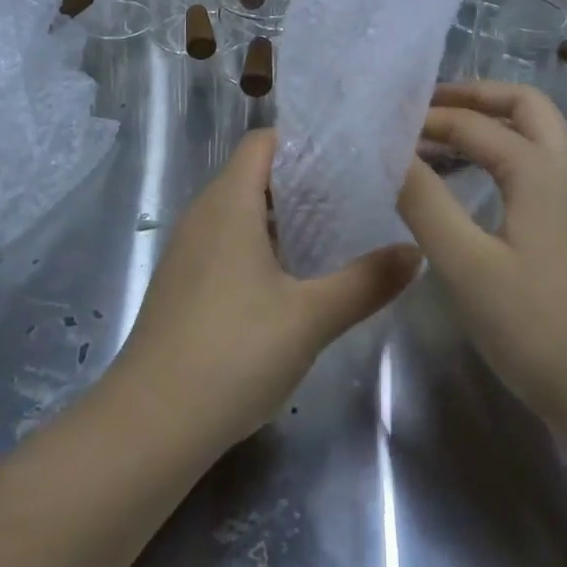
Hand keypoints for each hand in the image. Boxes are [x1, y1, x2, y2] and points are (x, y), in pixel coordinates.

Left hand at [112, 129, 420, 452]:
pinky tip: (290, 281)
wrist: (150, 426)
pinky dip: (259, 246)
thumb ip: (366, 282)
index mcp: (228, 202)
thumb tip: (415, 252)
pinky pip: (225, 243)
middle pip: (253, 174)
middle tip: (353, 196)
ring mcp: (187, 251)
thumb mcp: (310, 317)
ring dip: (281, 217)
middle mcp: (203, 215)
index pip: (263, 142)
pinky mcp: (182, 285)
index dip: (303, 141)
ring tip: (331, 234)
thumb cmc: (233, 352)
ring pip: (239, 212)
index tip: (347, 155)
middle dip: (301, 181)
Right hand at [396, 82, 566, 439]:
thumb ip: (423, 201)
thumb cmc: (534, 327)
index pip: (474, 125)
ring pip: (559, 129)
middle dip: (479, 96)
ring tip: (475, 133)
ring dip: (516, 118)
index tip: (388, 124)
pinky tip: (521, 178)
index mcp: (540, 169)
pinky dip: (542, 149)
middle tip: (434, 108)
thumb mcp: (464, 264)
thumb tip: (392, 152)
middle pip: (529, 104)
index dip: (429, 120)